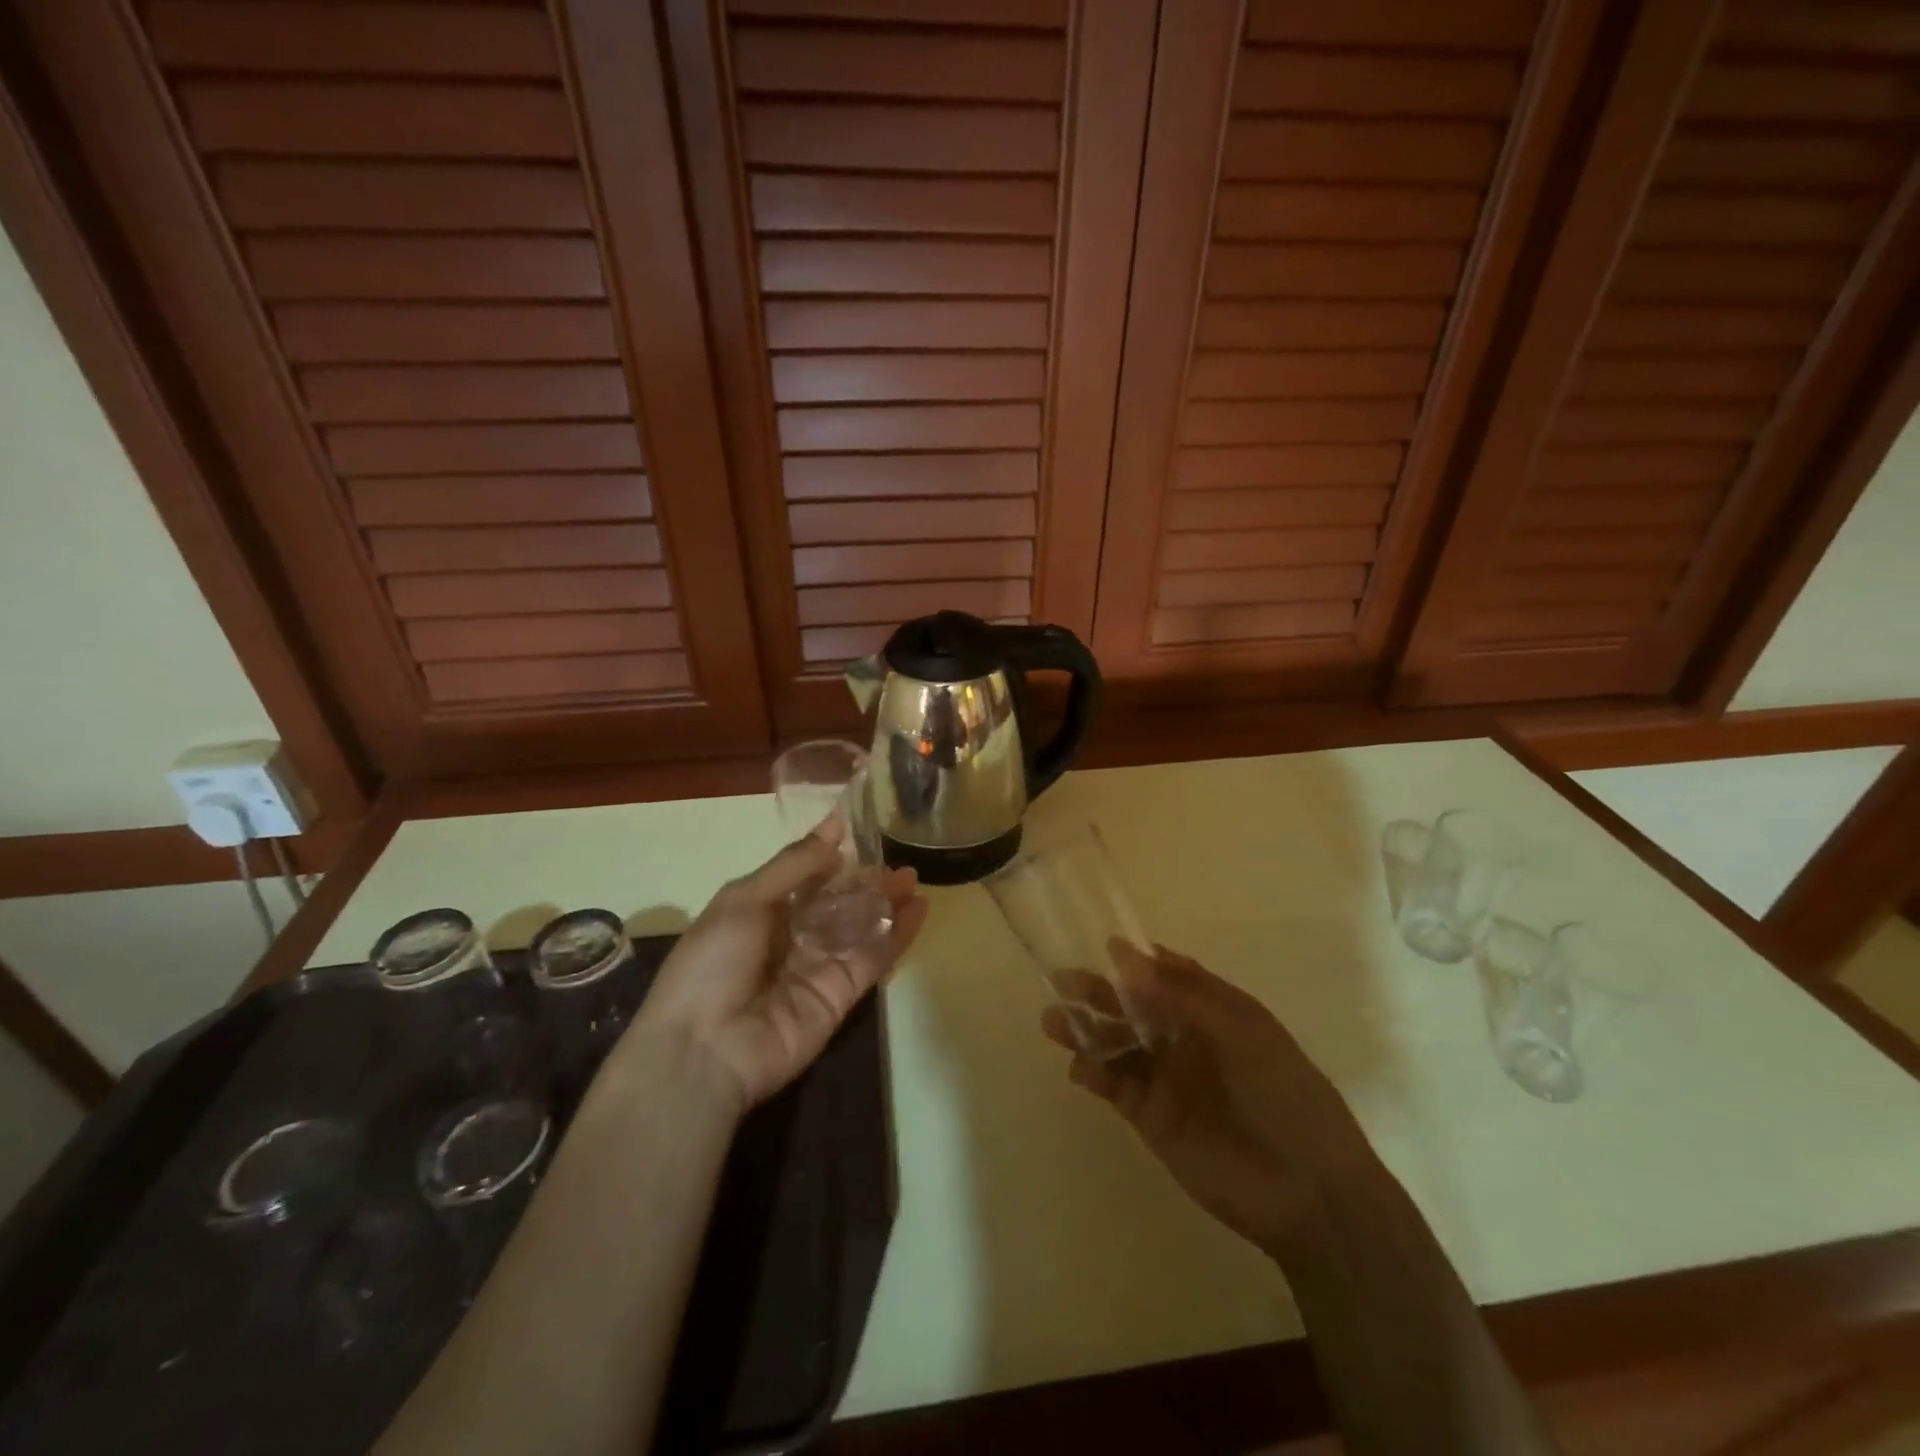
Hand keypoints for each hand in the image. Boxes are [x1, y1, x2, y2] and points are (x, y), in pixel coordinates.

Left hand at [626, 828, 927, 1113]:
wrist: (703, 1051)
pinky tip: (919, 909)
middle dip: (864, 881)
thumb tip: (833, 826)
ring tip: (914, 878)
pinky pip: (872, 958)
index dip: (829, 855)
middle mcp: (791, 938)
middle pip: (837, 903)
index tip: (858, 826)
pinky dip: (897, 935)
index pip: (803, 877)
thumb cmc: (712, 964)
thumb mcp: (744, 899)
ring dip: (886, 903)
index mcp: (759, 912)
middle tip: (897, 859)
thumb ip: (794, 865)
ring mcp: (818, 967)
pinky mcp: (841, 995)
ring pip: (859, 928)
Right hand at [1043, 943, 1371, 1256]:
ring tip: (1052, 1020)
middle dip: (1100, 992)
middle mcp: (1187, 1039)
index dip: (1140, 961)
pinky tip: (1078, 1066)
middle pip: (1135, 1006)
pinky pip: (1115, 1085)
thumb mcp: (1241, 1032)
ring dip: (1086, 1030)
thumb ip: (1181, 995)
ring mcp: (1168, 1079)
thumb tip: (1124, 958)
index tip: (1105, 946)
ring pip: (1117, 1044)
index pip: (1171, 975)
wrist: (1308, 1192)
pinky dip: (1092, 1072)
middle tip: (1063, 980)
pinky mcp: (1152, 1117)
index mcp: (1217, 1012)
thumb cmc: (1284, 1096)